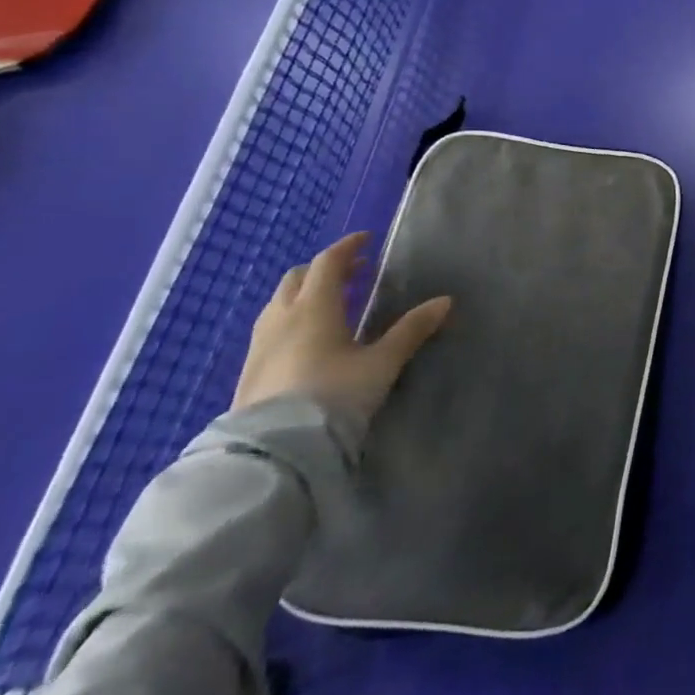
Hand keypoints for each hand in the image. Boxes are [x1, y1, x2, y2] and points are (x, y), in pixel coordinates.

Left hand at [232, 231, 451, 425]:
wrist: (274, 453)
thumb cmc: (334, 396)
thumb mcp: (381, 363)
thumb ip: (411, 330)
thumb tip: (445, 301)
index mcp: (314, 307)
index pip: (328, 262)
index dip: (348, 247)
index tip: (367, 240)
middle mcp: (282, 318)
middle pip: (298, 278)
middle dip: (324, 269)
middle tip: (353, 273)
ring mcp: (259, 345)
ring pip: (279, 303)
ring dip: (304, 294)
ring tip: (331, 304)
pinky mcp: (248, 372)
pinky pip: (270, 329)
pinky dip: (291, 319)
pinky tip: (306, 341)